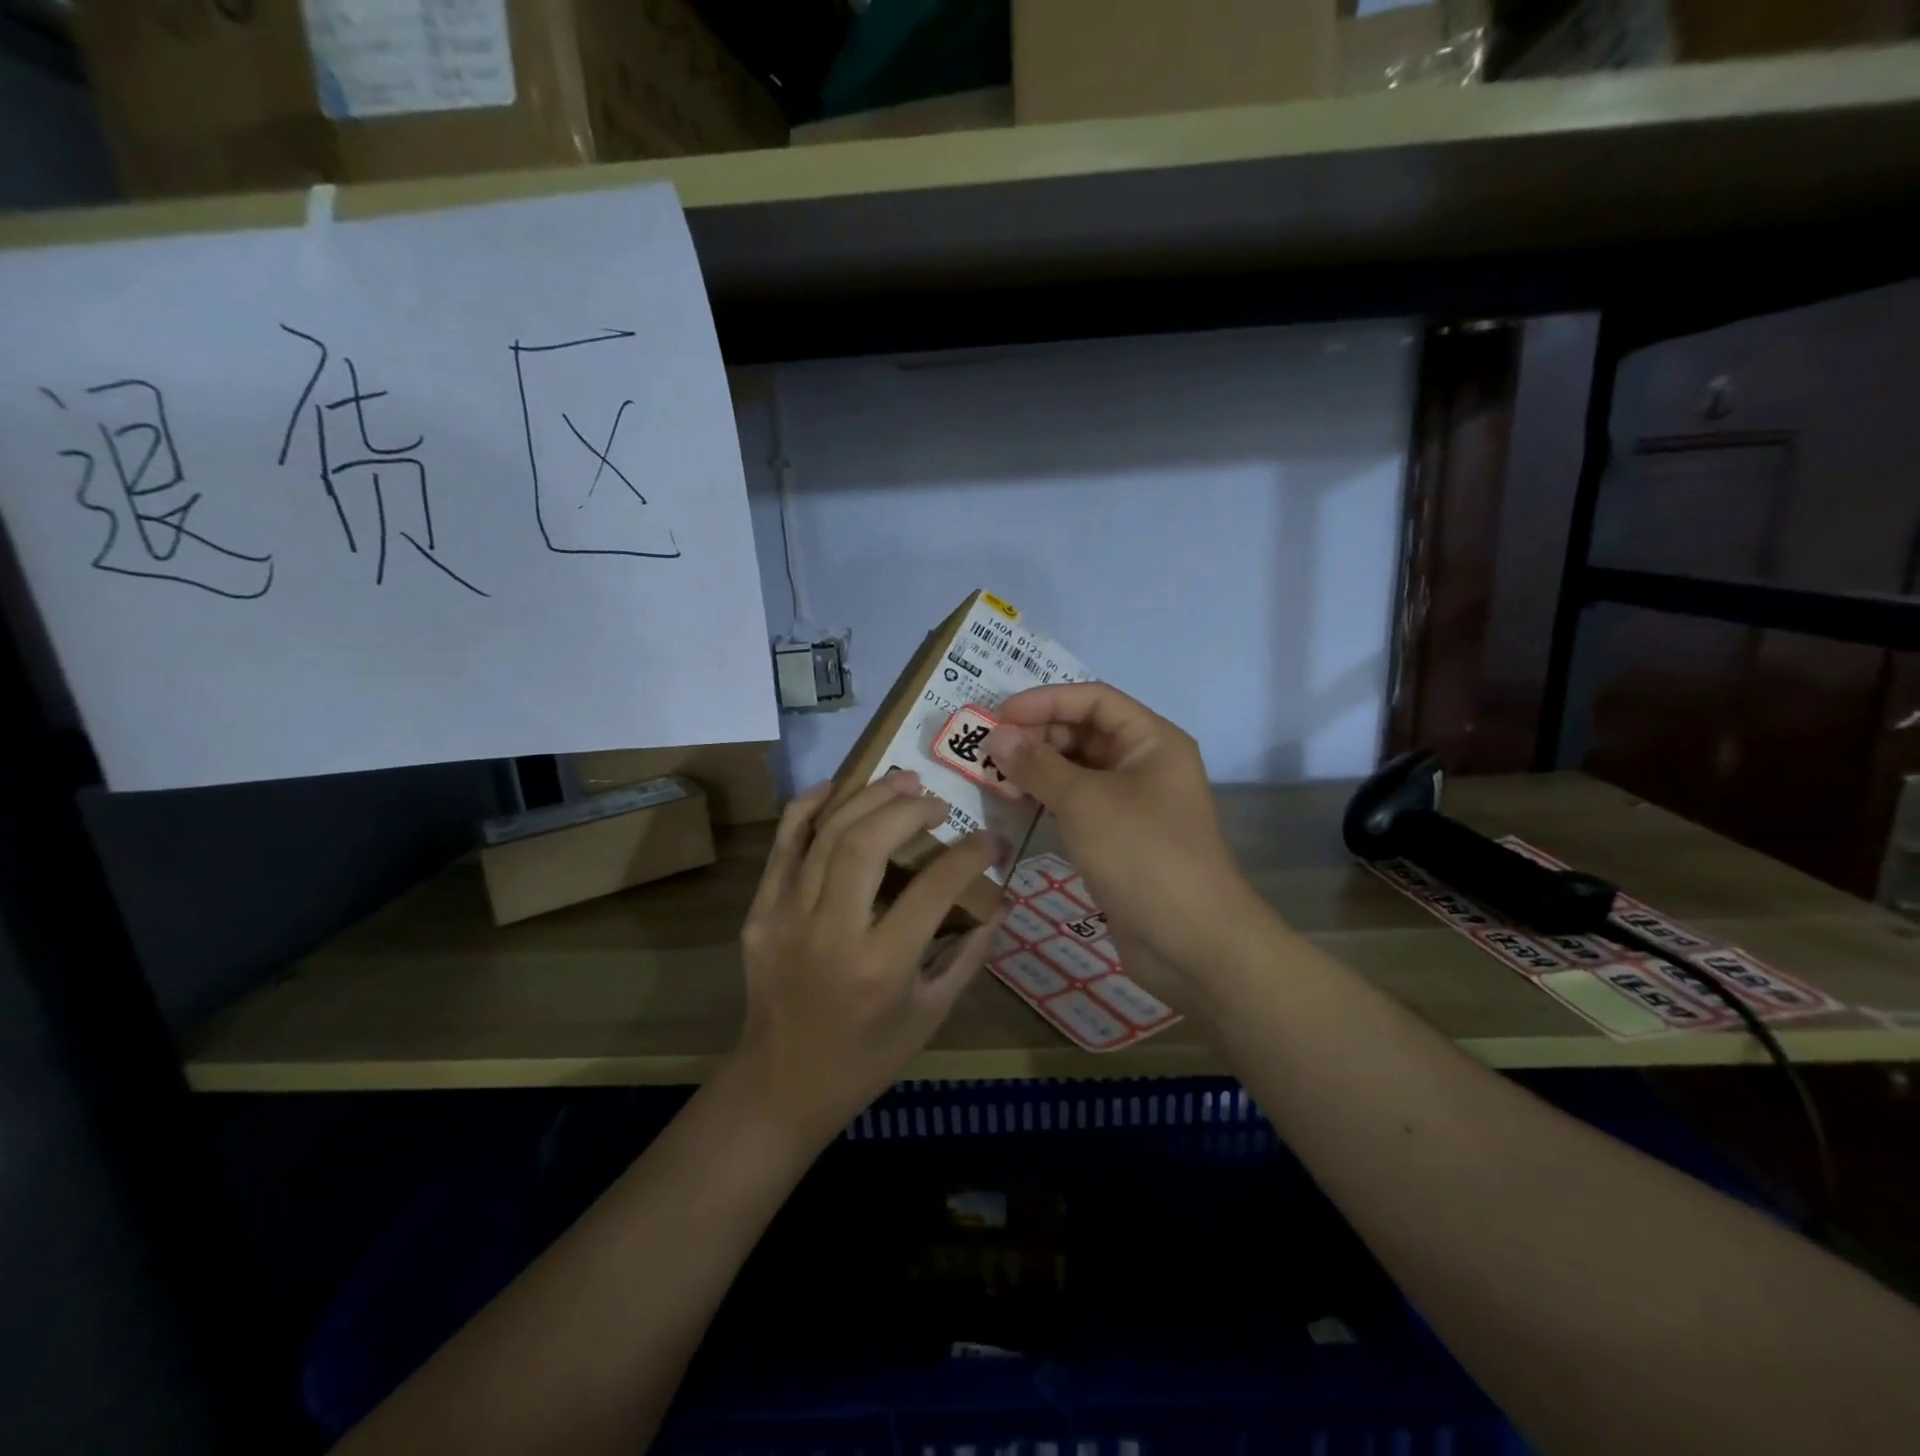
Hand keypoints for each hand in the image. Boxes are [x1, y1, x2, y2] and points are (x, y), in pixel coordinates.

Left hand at [730, 772, 999, 1146]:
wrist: (781, 1084)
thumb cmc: (866, 1057)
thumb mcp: (930, 1015)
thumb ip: (968, 955)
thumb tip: (997, 902)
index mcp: (880, 967)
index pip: (932, 889)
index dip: (969, 855)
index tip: (988, 841)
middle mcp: (830, 933)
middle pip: (867, 844)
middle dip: (910, 810)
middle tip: (937, 803)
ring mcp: (786, 917)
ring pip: (827, 834)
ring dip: (869, 798)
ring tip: (902, 782)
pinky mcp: (761, 911)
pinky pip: (784, 844)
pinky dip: (810, 807)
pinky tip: (839, 787)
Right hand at [985, 684, 1264, 994]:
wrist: (1191, 942)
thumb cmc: (1142, 854)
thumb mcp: (1085, 802)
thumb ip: (1037, 765)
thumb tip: (997, 736)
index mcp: (1151, 739)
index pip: (1094, 698)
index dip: (1045, 700)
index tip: (999, 714)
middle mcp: (1144, 763)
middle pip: (1084, 731)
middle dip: (1037, 735)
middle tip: (987, 749)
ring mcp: (1133, 803)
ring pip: (1078, 769)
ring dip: (1037, 768)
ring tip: (992, 774)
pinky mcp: (1119, 837)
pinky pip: (1078, 803)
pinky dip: (1047, 799)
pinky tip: (1014, 804)